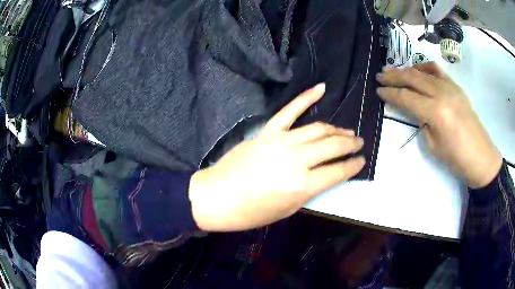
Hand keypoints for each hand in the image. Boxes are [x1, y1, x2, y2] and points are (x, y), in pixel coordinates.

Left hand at [189, 84, 365, 230]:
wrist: (216, 196)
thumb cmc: (251, 212)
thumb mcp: (287, 210)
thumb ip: (310, 191)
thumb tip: (326, 175)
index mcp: (302, 185)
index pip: (338, 171)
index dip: (353, 165)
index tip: (362, 161)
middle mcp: (296, 160)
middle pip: (332, 146)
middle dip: (350, 144)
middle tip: (359, 143)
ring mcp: (281, 141)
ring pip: (318, 128)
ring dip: (336, 128)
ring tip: (348, 130)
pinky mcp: (268, 131)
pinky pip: (290, 110)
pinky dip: (306, 97)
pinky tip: (321, 88)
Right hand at [376, 63, 501, 188]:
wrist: (481, 156)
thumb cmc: (457, 158)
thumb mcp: (433, 145)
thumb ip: (422, 122)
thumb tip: (416, 109)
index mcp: (436, 112)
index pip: (407, 97)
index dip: (390, 93)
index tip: (378, 90)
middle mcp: (442, 94)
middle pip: (412, 79)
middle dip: (394, 76)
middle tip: (380, 75)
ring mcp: (450, 87)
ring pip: (423, 72)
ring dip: (406, 70)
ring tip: (394, 70)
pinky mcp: (456, 86)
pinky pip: (437, 71)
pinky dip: (424, 67)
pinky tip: (418, 70)